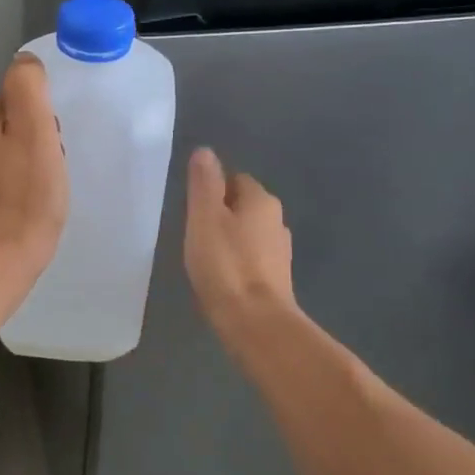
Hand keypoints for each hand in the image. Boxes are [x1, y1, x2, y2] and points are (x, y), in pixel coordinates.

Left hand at [0, 54, 67, 282]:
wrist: (4, 257)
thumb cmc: (25, 191)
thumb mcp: (35, 126)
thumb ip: (28, 84)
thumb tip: (24, 62)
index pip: (16, 99)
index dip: (41, 119)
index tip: (49, 145)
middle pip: (12, 123)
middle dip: (36, 139)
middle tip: (48, 167)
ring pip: (11, 148)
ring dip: (32, 161)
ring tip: (43, 186)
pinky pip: (4, 173)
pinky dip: (21, 182)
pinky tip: (31, 201)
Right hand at [184, 147, 298, 346]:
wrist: (256, 323)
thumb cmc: (225, 264)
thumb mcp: (205, 216)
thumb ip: (204, 182)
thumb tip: (205, 151)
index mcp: (261, 200)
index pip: (235, 179)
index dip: (212, 189)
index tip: (193, 209)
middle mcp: (277, 221)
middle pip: (243, 205)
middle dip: (221, 214)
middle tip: (194, 232)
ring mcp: (280, 252)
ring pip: (249, 233)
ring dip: (230, 239)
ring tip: (205, 256)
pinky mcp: (277, 280)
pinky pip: (253, 259)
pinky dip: (238, 262)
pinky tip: (222, 277)